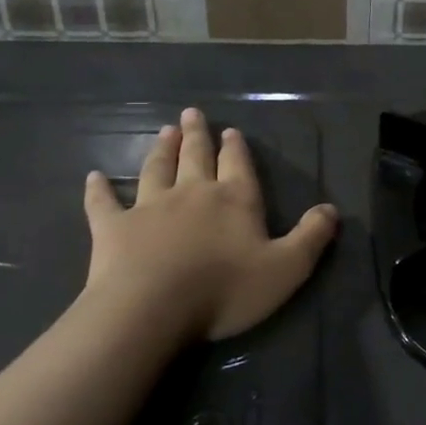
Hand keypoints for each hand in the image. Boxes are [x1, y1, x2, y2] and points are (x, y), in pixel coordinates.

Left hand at [81, 108, 338, 341]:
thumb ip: (312, 236)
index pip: (238, 165)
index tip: (230, 131)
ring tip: (163, 131)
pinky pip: (103, 203)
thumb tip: (332, 209)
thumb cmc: (225, 289)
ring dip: (161, 149)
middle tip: (191, 114)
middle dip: (196, 135)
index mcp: (235, 200)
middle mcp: (193, 193)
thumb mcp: (287, 268)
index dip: (236, 148)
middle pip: (196, 157)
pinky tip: (93, 177)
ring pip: (156, 169)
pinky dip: (98, 189)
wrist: (151, 309)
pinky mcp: (113, 228)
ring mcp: (149, 207)